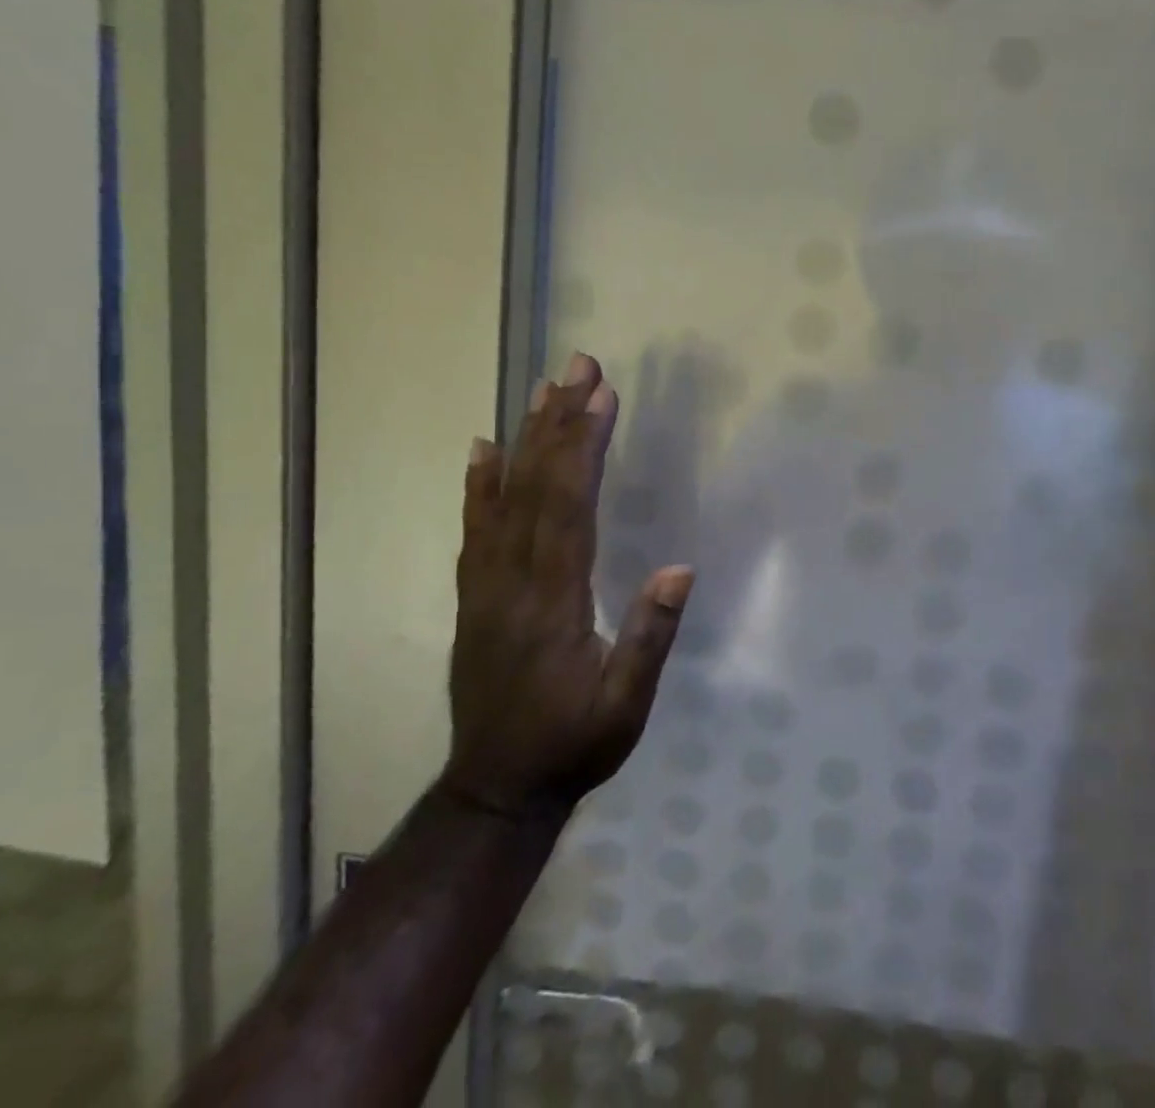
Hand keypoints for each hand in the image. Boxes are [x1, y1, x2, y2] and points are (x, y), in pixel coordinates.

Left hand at [440, 353, 693, 816]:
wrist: (496, 789)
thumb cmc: (572, 746)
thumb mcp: (625, 707)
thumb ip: (650, 637)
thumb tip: (680, 567)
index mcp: (552, 601)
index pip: (569, 507)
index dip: (585, 447)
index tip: (602, 396)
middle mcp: (511, 581)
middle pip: (535, 486)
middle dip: (559, 421)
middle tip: (577, 365)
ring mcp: (485, 585)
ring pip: (503, 498)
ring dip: (526, 438)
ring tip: (542, 388)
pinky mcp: (473, 595)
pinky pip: (475, 528)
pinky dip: (478, 483)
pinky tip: (482, 448)